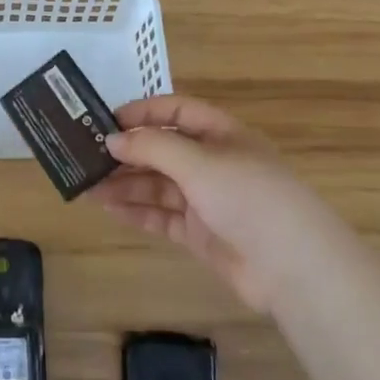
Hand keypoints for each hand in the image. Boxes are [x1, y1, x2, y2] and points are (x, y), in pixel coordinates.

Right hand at [90, 95, 317, 311]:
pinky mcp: (200, 233)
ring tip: (87, 186)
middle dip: (127, 153)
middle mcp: (213, 163)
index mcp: (221, 134)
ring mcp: (207, 200)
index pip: (176, 112)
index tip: (105, 122)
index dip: (142, 113)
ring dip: (125, 183)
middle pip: (162, 150)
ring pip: (158, 185)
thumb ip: (152, 148)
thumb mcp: (199, 162)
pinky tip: (108, 208)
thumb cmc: (249, 197)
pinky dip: (136, 211)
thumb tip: (112, 139)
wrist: (293, 268)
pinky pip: (161, 216)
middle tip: (86, 158)